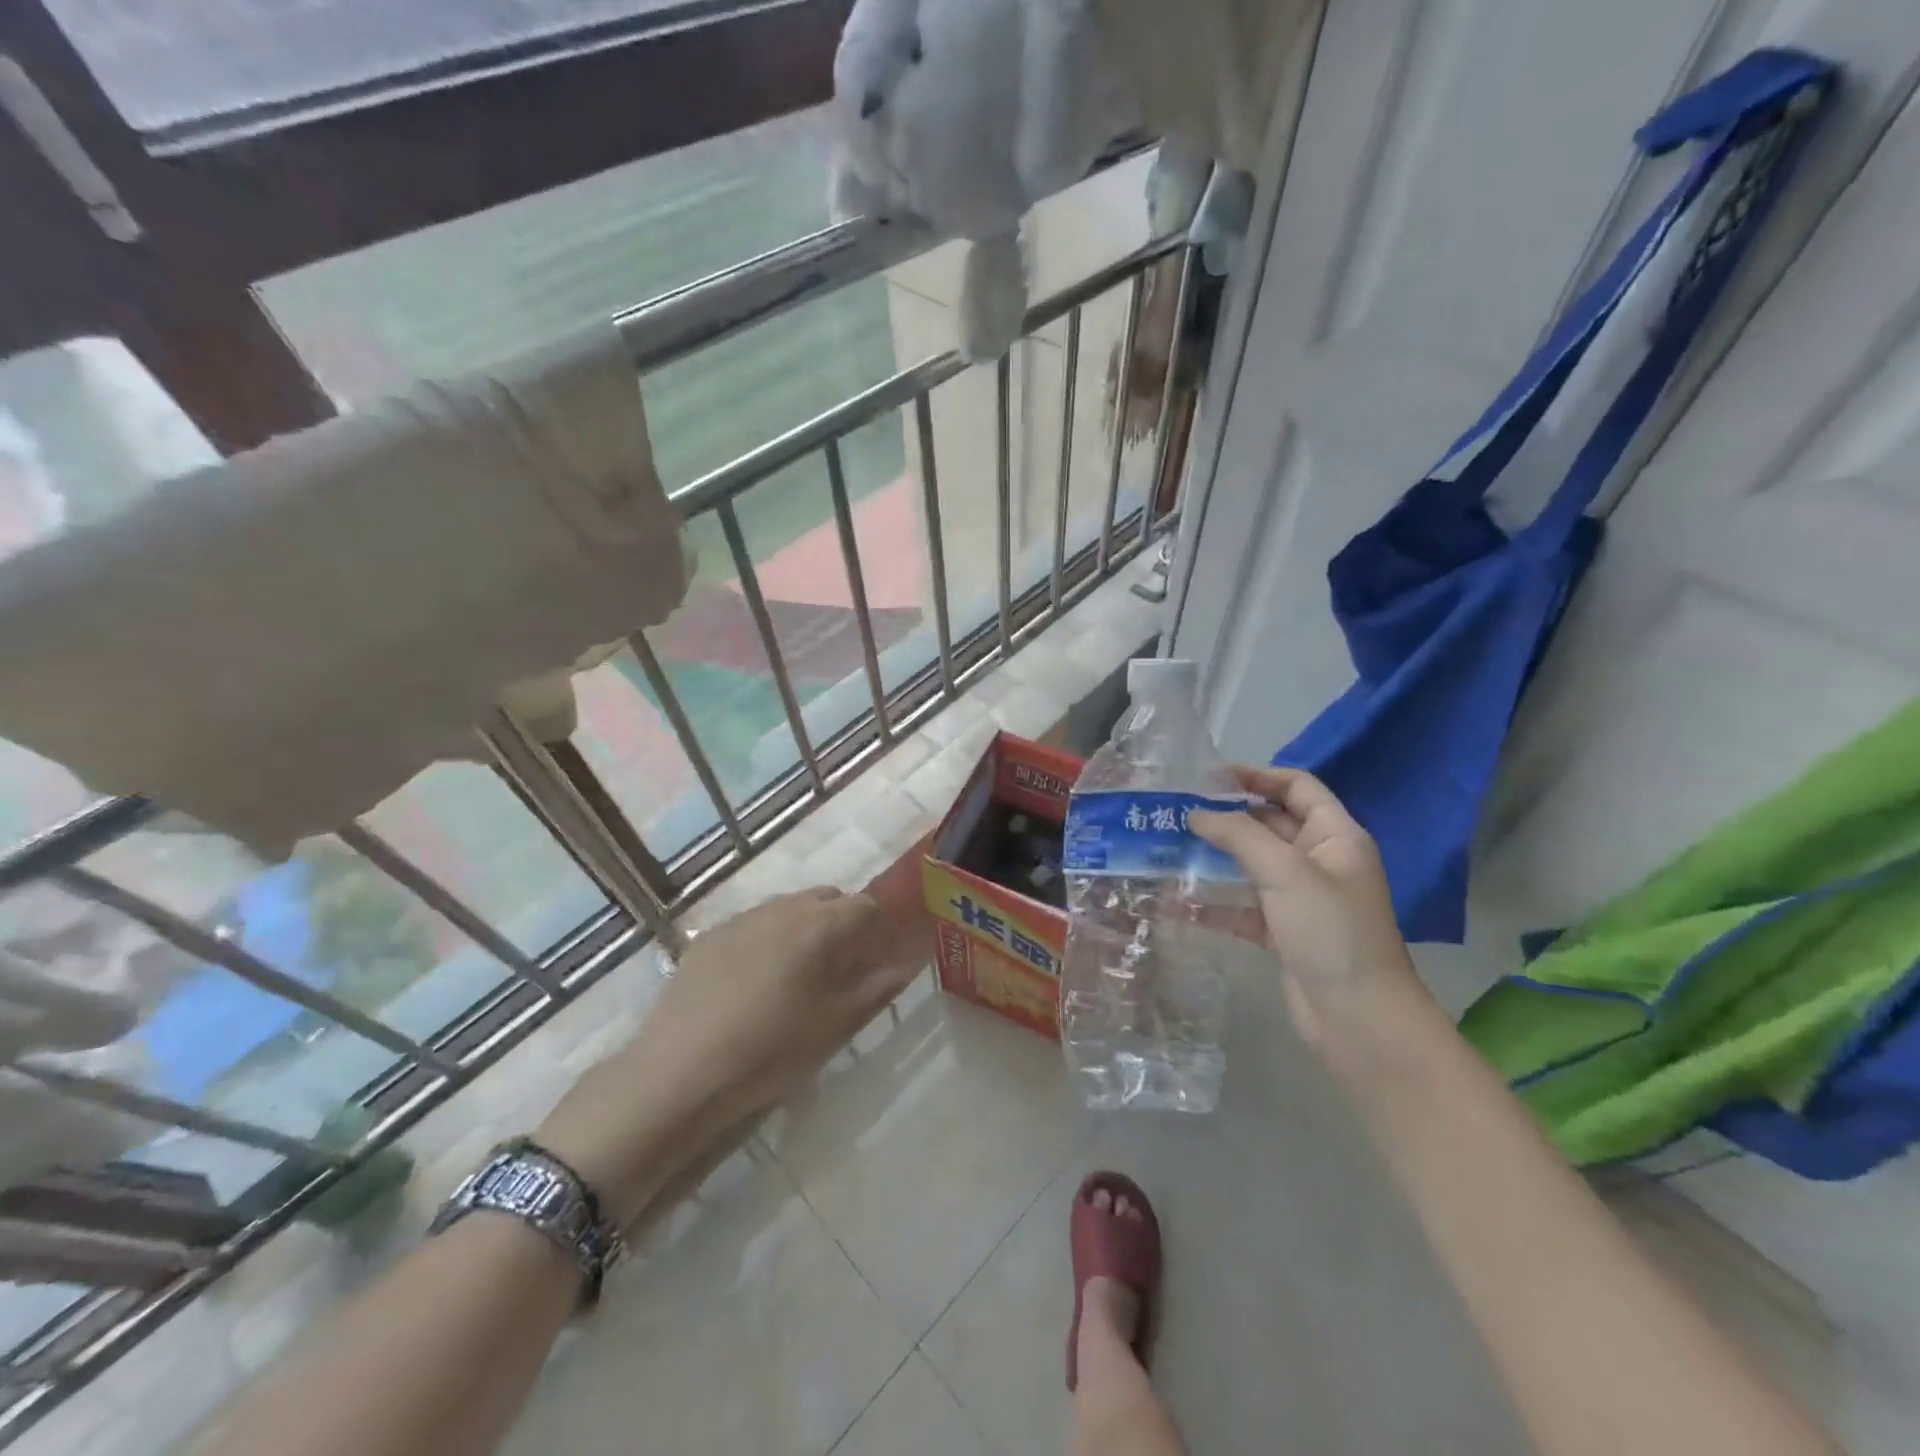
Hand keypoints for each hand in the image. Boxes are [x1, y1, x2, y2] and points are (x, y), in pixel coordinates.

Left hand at [536, 888, 912, 1223]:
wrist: (679, 1072)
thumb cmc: (771, 1051)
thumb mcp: (836, 1025)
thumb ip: (878, 987)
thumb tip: (909, 961)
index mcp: (820, 925)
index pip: (867, 906)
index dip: (878, 929)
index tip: (875, 960)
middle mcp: (783, 908)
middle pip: (828, 899)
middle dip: (842, 924)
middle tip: (838, 971)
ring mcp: (742, 918)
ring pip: (789, 908)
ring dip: (804, 929)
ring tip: (795, 978)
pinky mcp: (709, 936)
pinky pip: (754, 924)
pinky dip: (767, 939)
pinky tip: (753, 983)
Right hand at [1190, 767, 1433, 1054]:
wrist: (1358, 1019)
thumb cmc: (1330, 931)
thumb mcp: (1285, 871)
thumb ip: (1239, 834)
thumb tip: (1196, 813)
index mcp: (1334, 836)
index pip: (1297, 787)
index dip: (1257, 775)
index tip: (1210, 776)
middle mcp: (1319, 861)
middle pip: (1270, 824)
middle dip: (1227, 817)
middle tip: (1177, 811)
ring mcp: (1301, 898)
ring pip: (1252, 865)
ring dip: (1216, 858)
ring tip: (1169, 848)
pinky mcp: (1283, 931)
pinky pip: (1243, 906)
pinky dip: (1215, 902)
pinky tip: (1178, 902)